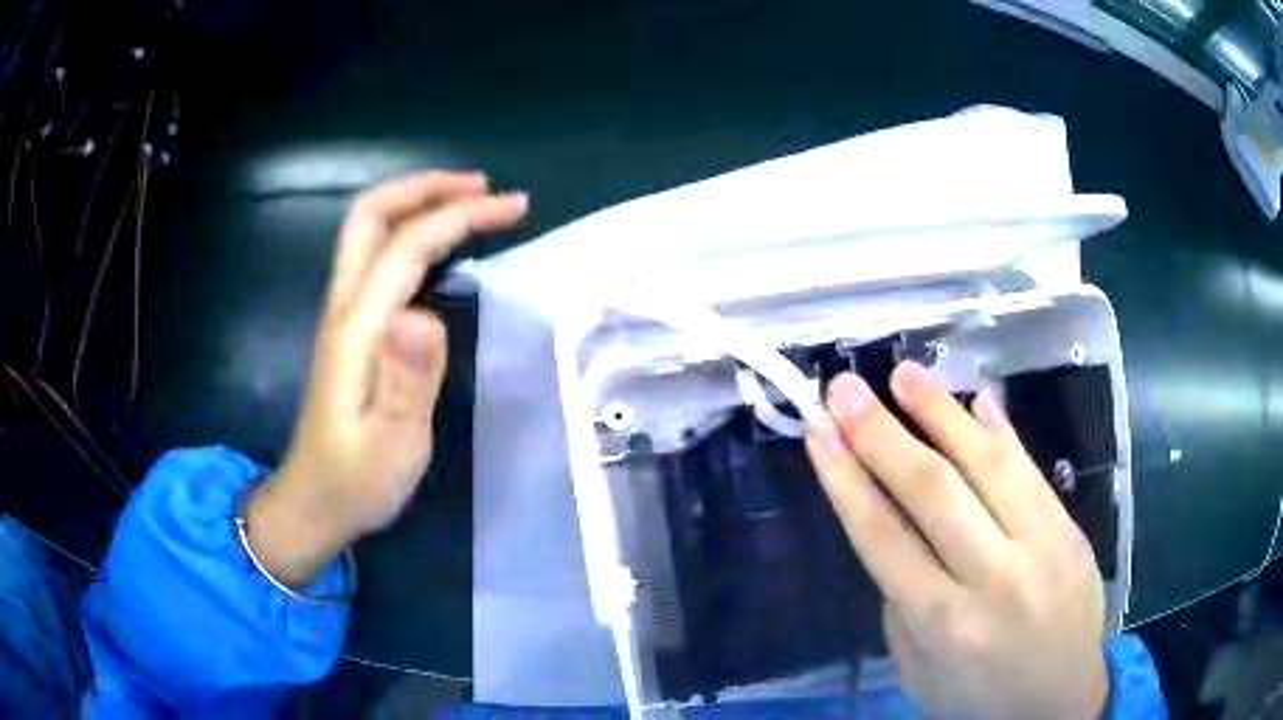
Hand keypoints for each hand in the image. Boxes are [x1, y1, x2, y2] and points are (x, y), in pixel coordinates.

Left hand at [246, 171, 527, 585]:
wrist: (313, 502)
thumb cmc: (356, 481)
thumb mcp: (391, 445)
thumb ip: (407, 381)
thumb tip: (425, 314)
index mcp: (357, 329)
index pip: (407, 245)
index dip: (459, 215)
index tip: (513, 207)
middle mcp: (344, 307)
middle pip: (369, 215)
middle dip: (425, 187)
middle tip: (481, 188)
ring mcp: (343, 315)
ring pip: (369, 231)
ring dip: (418, 203)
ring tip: (471, 203)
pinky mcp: (351, 329)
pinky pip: (377, 257)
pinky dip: (412, 233)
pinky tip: (442, 248)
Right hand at [805, 362, 1106, 719]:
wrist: (1063, 698)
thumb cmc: (979, 698)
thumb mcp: (919, 674)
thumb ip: (902, 606)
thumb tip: (897, 529)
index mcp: (943, 623)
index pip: (884, 537)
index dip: (845, 478)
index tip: (817, 432)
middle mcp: (993, 576)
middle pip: (932, 490)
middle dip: (880, 434)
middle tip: (843, 388)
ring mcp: (1040, 543)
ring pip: (987, 464)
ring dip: (940, 412)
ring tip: (902, 374)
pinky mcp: (1069, 526)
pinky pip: (1030, 468)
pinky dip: (1000, 430)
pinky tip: (975, 398)